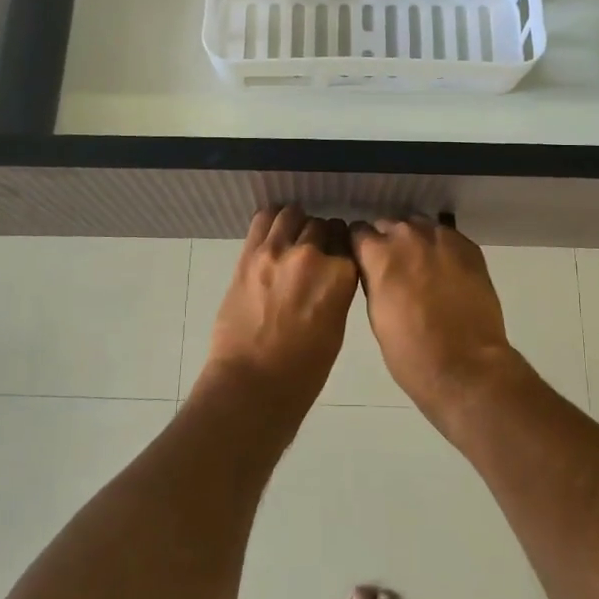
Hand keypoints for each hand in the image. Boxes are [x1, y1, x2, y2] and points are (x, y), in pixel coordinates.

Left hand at [203, 206, 358, 400]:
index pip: (349, 241)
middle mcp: (312, 255)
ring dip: (297, 224)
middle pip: (322, 225)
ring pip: (293, 214)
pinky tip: (273, 233)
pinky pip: (263, 219)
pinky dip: (272, 220)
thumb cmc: (304, 370)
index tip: (338, 256)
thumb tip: (333, 272)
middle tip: (314, 254)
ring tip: (292, 239)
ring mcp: (277, 251)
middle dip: (321, 236)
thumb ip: (338, 290)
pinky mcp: (249, 255)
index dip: (343, 248)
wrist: (252, 383)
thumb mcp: (337, 327)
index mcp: (341, 275)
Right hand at [350, 216, 521, 418]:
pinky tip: (447, 270)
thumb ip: (373, 280)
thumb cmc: (410, 352)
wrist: (466, 366)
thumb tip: (375, 269)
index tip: (364, 258)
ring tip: (422, 265)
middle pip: (389, 224)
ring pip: (419, 225)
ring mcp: (441, 238)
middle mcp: (407, 236)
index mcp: (379, 254)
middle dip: (388, 241)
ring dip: (415, 241)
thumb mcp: (376, 315)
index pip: (358, 231)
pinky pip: (447, 236)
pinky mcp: (469, 248)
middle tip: (394, 267)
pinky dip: (442, 248)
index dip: (360, 246)